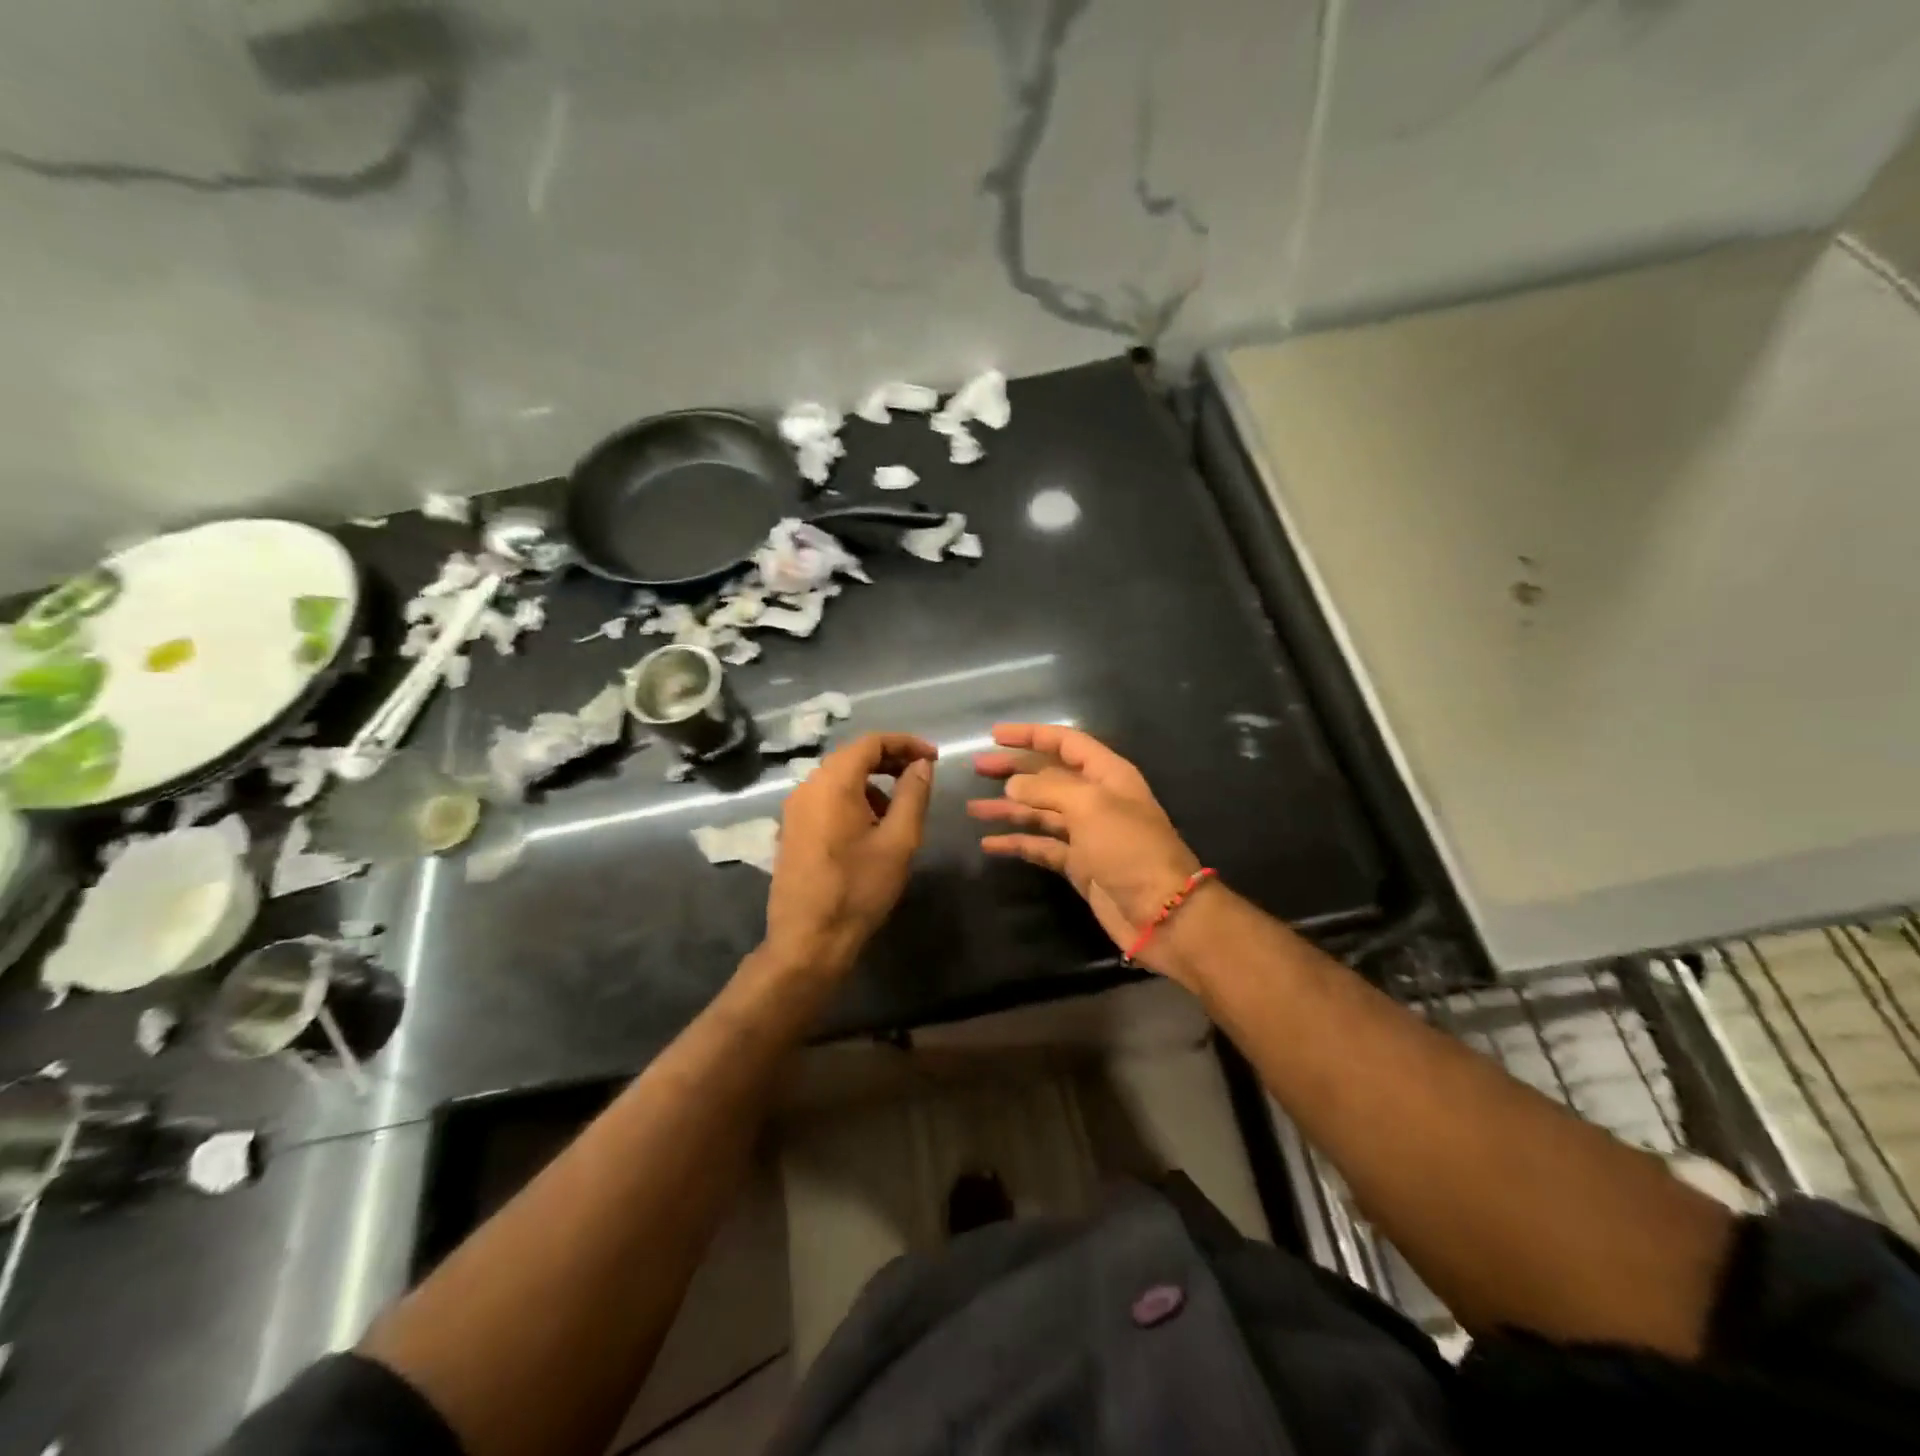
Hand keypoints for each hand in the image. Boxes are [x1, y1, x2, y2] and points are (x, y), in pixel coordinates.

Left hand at [762, 732, 937, 978]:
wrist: (808, 940)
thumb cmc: (859, 889)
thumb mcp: (898, 841)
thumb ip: (913, 795)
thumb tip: (921, 765)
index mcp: (833, 783)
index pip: (871, 742)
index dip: (906, 744)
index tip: (933, 758)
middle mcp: (807, 787)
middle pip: (852, 757)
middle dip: (889, 761)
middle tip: (921, 777)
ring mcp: (794, 809)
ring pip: (838, 778)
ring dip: (871, 782)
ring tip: (898, 809)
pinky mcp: (791, 830)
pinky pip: (825, 798)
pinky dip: (852, 799)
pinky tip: (870, 828)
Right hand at [968, 724, 1203, 974]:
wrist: (1162, 913)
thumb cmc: (1129, 848)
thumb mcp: (1090, 807)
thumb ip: (1047, 790)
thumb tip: (1013, 785)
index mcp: (1107, 775)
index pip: (1066, 743)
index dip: (1031, 735)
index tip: (994, 734)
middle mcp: (1096, 799)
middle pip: (1048, 776)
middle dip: (1013, 770)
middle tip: (976, 767)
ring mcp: (1086, 833)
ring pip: (1040, 812)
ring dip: (1008, 808)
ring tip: (972, 808)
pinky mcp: (1078, 864)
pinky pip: (1041, 846)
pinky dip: (1017, 843)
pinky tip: (989, 843)